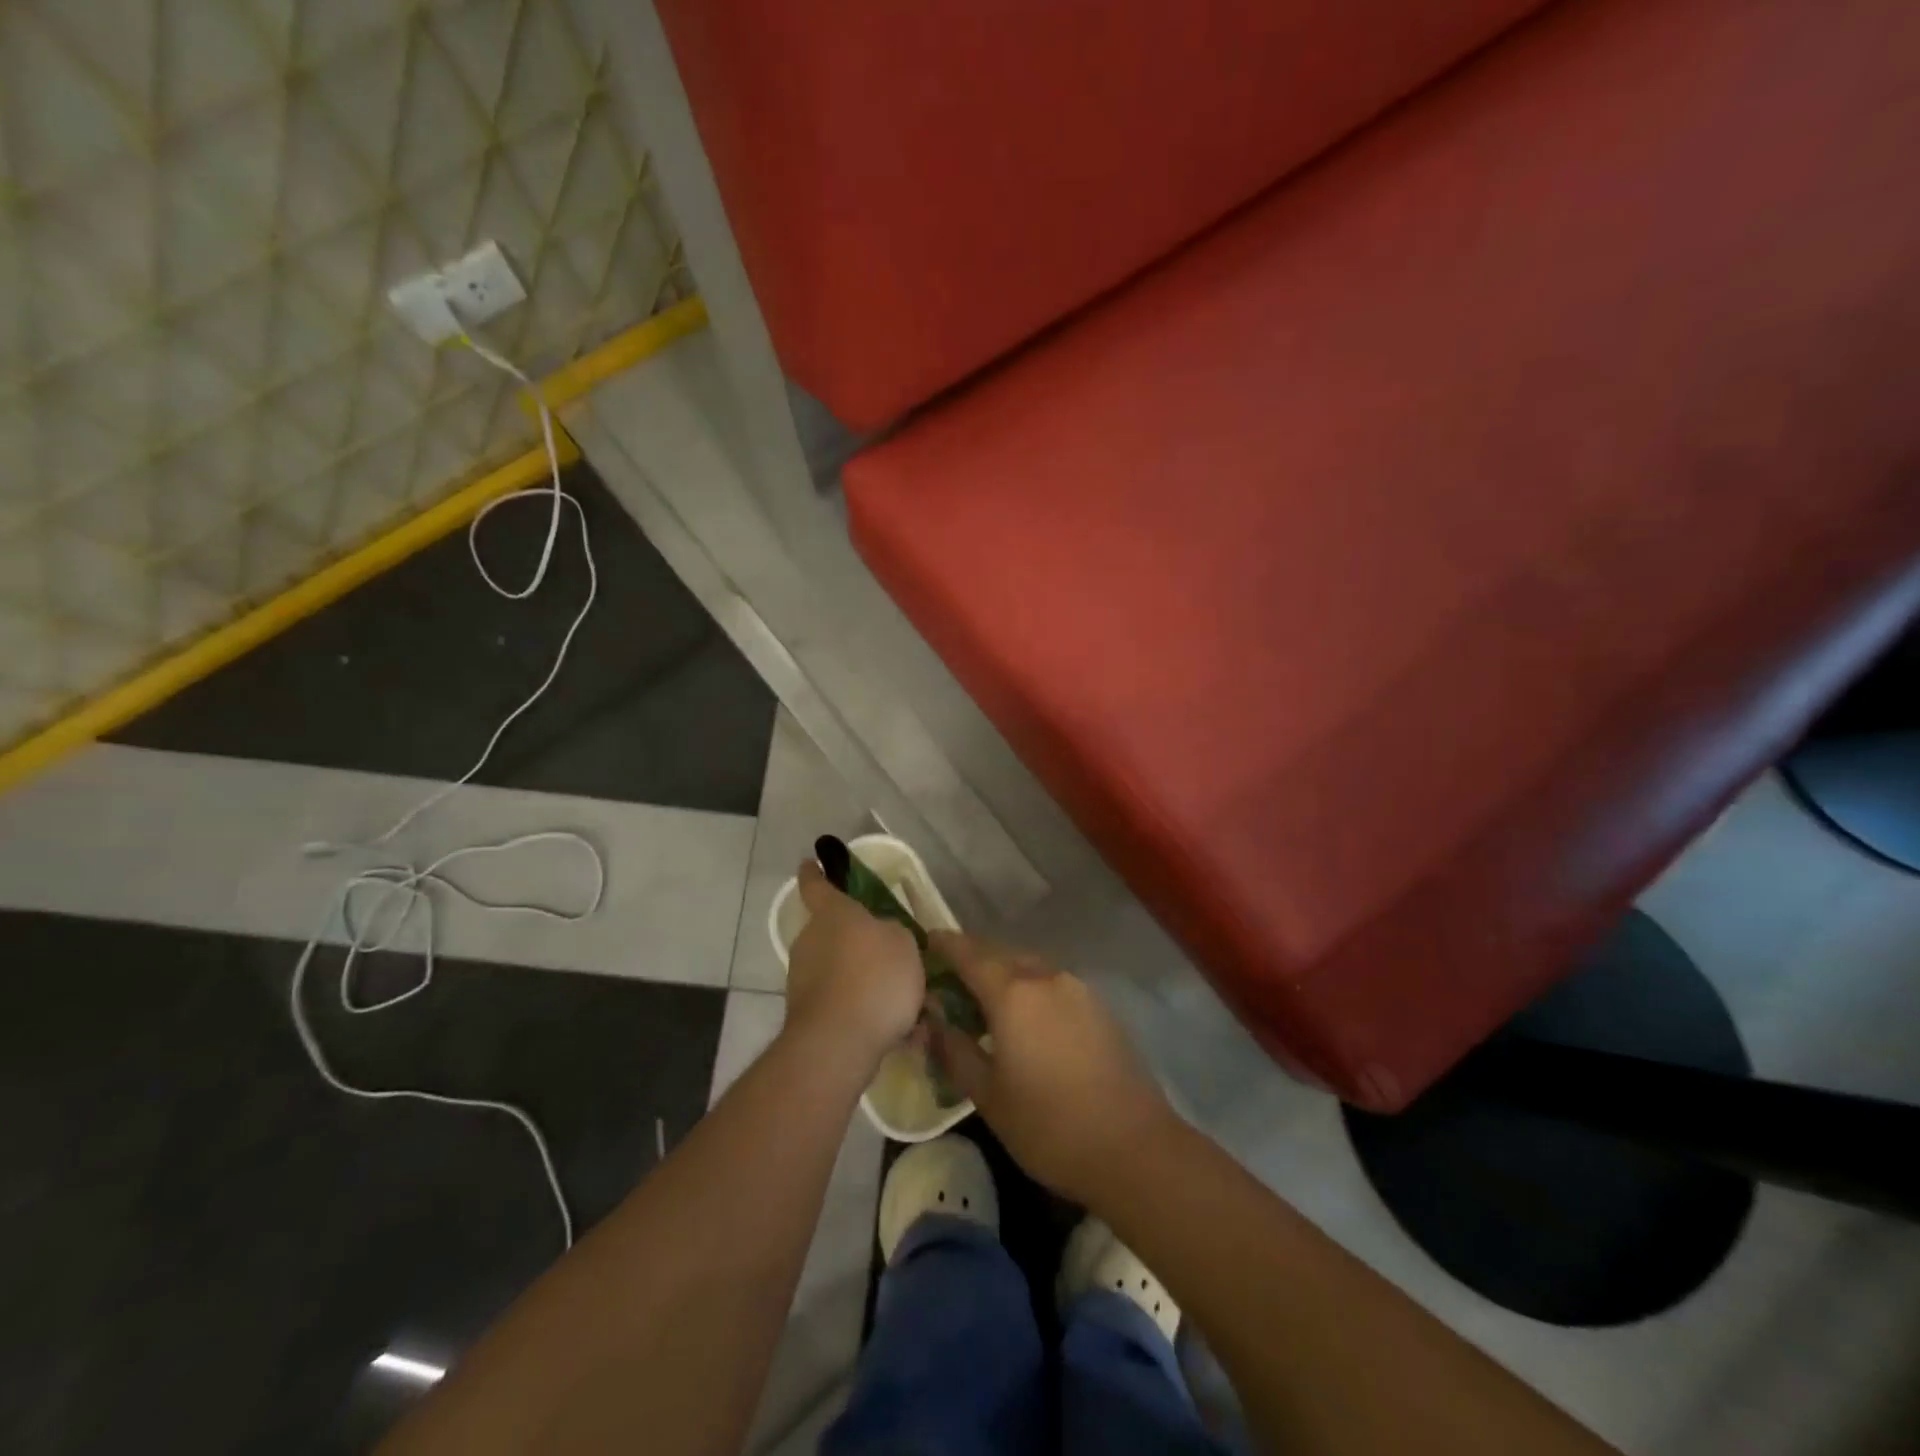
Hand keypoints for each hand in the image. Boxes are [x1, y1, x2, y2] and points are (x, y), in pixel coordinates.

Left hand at [783, 860, 927, 1070]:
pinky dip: (861, 1009)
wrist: (837, 1043)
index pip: (817, 885)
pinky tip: (892, 1030)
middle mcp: (811, 940)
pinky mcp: (806, 1013)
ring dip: (862, 979)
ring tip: (901, 1002)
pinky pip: (840, 1002)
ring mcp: (803, 978)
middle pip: (832, 932)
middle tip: (889, 954)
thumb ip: (893, 933)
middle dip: (856, 941)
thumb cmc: (874, 978)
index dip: (814, 873)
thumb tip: (882, 938)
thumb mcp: (904, 943)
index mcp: (833, 914)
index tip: (809, 862)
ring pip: (838, 969)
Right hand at [927, 933, 1174, 1205]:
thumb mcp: (988, 1096)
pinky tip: (1025, 1017)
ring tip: (984, 997)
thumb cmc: (1049, 1126)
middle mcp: (1046, 977)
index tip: (925, 941)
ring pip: (1030, 966)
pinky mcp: (1099, 1007)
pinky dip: (1030, 987)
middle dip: (973, 958)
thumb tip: (932, 1019)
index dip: (945, 944)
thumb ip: (955, 1050)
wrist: (1134, 1148)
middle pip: (1001, 954)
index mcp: (1013, 993)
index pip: (969, 953)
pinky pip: (1052, 983)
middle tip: (949, 975)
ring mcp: (1078, 989)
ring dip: (1003, 972)